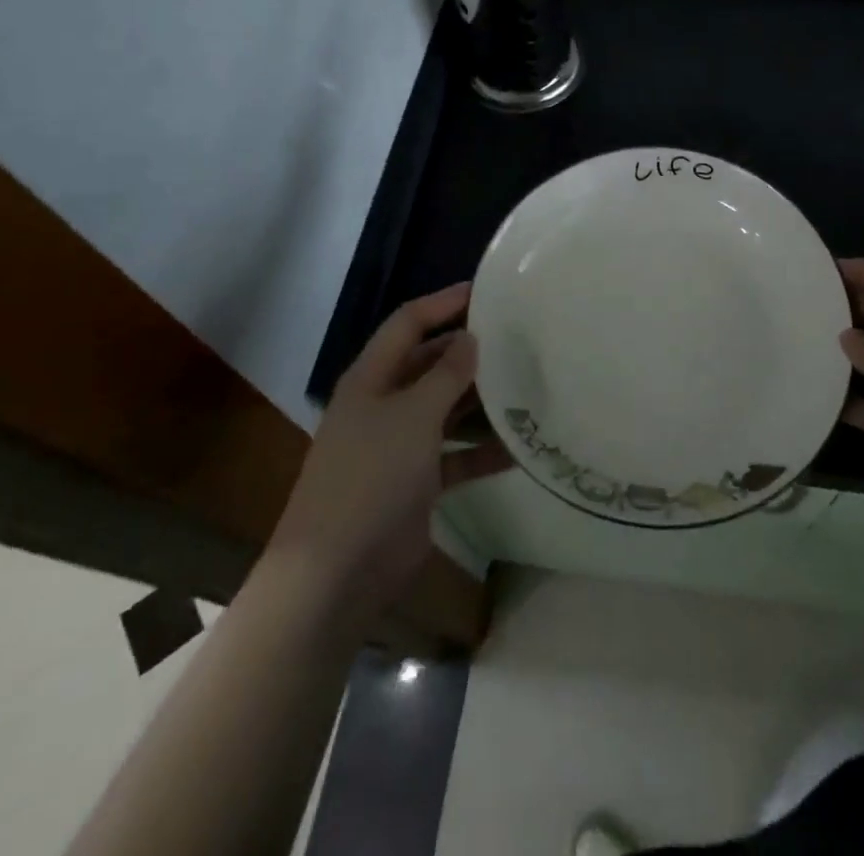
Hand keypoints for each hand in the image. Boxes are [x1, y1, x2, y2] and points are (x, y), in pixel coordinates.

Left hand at [269, 284, 510, 613]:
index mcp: (372, 378)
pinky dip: (481, 451)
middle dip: (469, 352)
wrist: (336, 572)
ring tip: (527, 386)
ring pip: (446, 409)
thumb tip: (471, 338)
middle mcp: (384, 404)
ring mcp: (399, 445)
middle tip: (518, 339)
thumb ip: (446, 374)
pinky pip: (455, 455)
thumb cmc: (371, 476)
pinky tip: (519, 448)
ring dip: (480, 401)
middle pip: (430, 364)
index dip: (444, 303)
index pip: (409, 324)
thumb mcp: (413, 416)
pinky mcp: (415, 483)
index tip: (486, 291)